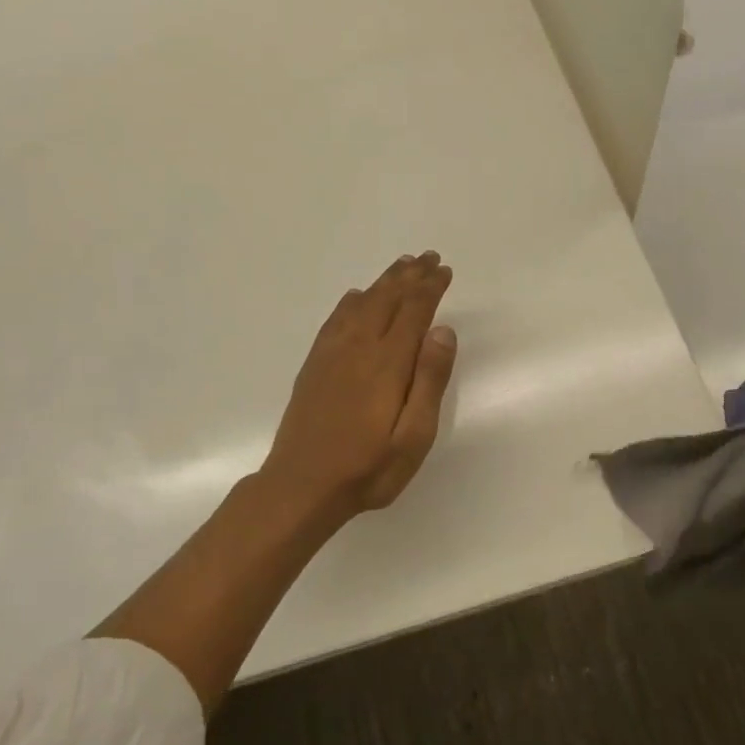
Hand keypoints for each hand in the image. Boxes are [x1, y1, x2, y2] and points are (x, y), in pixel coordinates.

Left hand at [262, 251, 458, 523]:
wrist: (301, 487)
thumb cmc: (368, 468)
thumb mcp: (414, 436)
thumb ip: (429, 381)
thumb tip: (442, 331)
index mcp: (388, 363)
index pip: (413, 311)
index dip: (430, 288)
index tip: (443, 270)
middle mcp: (359, 348)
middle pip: (387, 299)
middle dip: (410, 276)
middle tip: (427, 258)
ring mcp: (332, 355)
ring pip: (361, 304)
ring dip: (383, 282)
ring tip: (400, 266)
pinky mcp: (314, 366)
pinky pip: (335, 320)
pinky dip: (351, 302)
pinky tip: (356, 297)